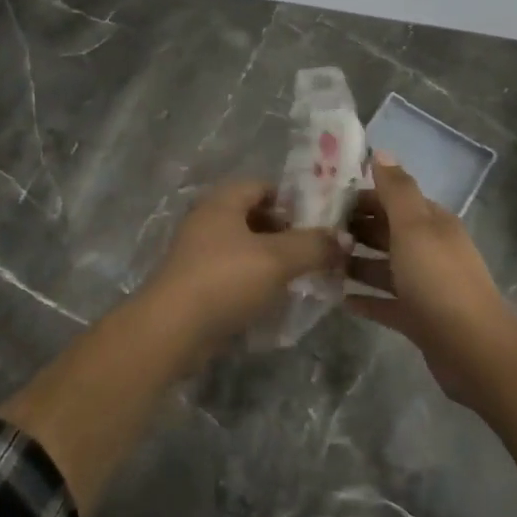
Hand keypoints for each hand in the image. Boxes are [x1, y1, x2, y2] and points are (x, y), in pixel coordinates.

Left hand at [144, 179, 344, 346]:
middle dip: (286, 233)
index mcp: (222, 202)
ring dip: (272, 260)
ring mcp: (198, 254)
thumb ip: (314, 246)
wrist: (172, 330)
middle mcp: (207, 221)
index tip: (320, 221)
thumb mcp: (278, 259)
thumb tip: (344, 238)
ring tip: (301, 277)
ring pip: (244, 249)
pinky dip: (255, 282)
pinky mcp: (196, 285)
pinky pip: (233, 275)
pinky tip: (275, 299)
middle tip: (315, 251)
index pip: (263, 186)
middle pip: (254, 217)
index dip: (293, 200)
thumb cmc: (225, 280)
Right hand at [344, 155, 516, 408]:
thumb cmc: (438, 279)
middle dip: (354, 229)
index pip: (392, 200)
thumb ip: (396, 190)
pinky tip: (338, 299)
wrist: (472, 347)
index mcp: (431, 223)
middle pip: (386, 232)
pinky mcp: (418, 318)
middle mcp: (429, 249)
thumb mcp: (414, 226)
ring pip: (384, 267)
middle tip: (313, 232)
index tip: (322, 200)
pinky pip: (385, 303)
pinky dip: (365, 299)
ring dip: (355, 263)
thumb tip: (381, 152)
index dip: (361, 197)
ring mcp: (424, 285)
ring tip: (319, 263)